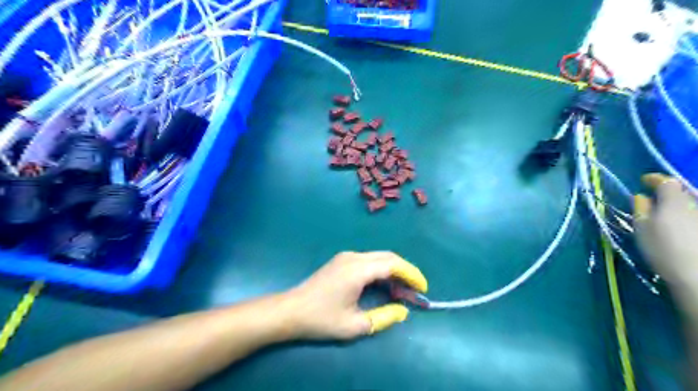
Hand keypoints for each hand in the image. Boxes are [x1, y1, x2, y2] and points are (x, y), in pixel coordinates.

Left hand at [282, 253, 425, 340]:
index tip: (423, 288)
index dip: (411, 274)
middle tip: (416, 289)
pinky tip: (383, 284)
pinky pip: (368, 260)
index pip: (393, 265)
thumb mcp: (355, 324)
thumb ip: (383, 317)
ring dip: (393, 269)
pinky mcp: (341, 260)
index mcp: (358, 269)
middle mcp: (354, 257)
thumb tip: (403, 311)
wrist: (291, 310)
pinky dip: (381, 269)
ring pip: (378, 257)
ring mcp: (346, 256)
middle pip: (388, 256)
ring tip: (402, 289)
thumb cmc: (321, 318)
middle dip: (405, 270)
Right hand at [636, 173, 697, 298]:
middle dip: (669, 193)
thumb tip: (641, 197)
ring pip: (692, 205)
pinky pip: (695, 216)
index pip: (666, 182)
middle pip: (683, 192)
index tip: (644, 181)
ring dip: (679, 205)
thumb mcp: (642, 228)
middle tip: (654, 199)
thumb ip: (640, 209)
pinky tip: (682, 226)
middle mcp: (695, 205)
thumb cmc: (664, 249)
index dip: (654, 179)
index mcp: (674, 201)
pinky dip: (688, 216)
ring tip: (667, 213)